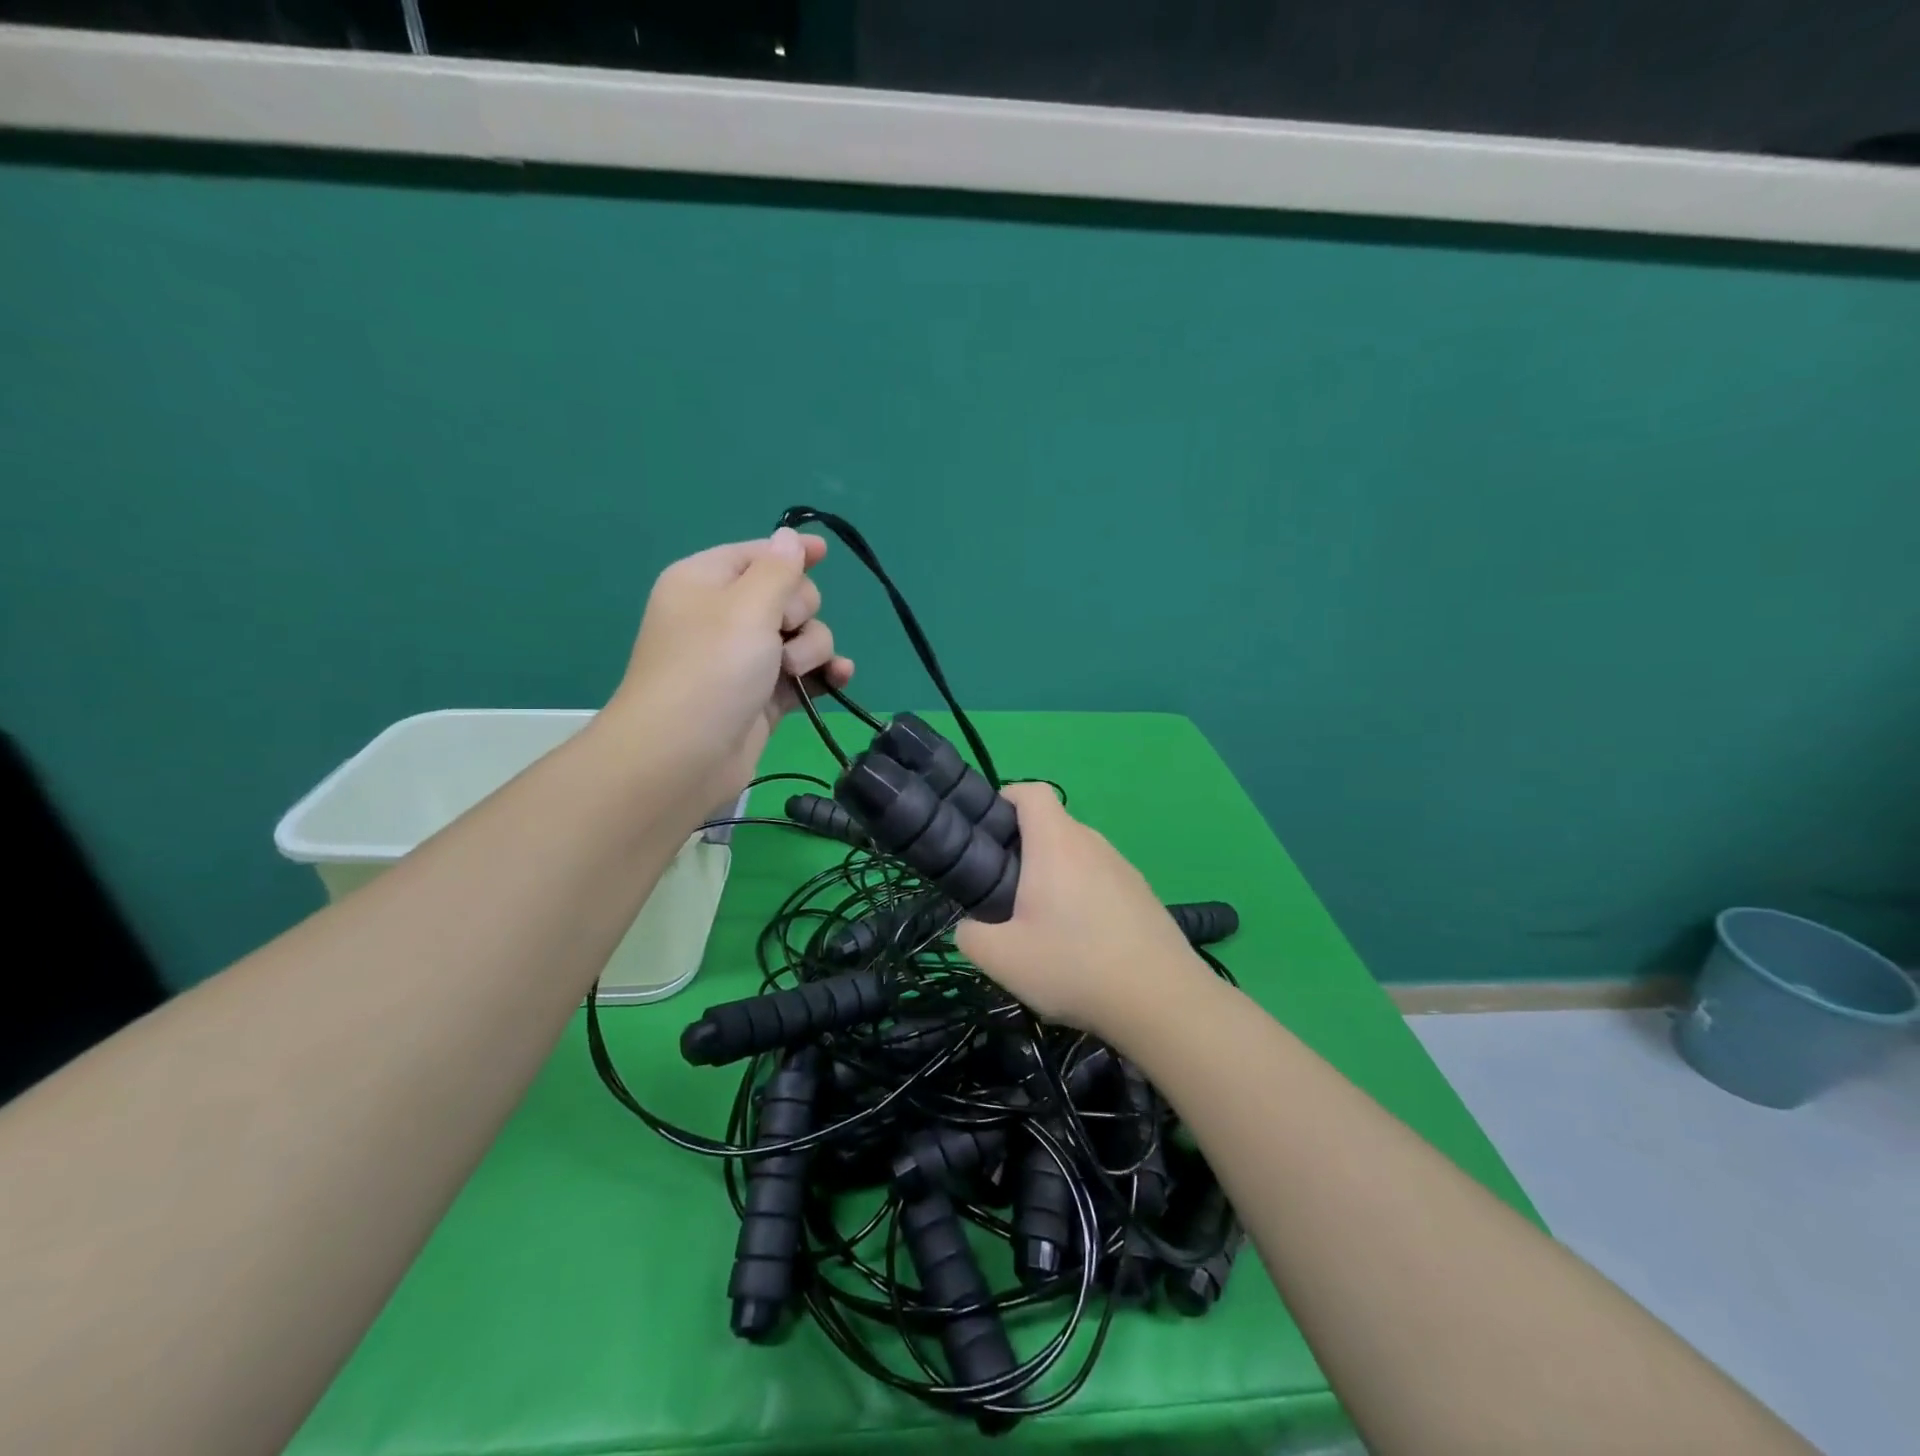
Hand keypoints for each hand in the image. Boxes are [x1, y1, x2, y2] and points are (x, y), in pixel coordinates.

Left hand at [611, 527, 853, 810]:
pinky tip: (839, 678)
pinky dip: (823, 674)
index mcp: (706, 582)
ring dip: (812, 649)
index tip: (823, 553)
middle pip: (788, 594)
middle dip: (799, 611)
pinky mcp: (764, 695)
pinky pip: (806, 673)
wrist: (683, 756)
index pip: (758, 554)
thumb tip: (789, 536)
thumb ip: (778, 570)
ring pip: (803, 635)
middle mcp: (724, 616)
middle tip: (783, 632)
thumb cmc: (711, 669)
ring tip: (794, 672)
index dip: (791, 553)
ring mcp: (746, 659)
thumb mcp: (746, 607)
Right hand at [955, 784, 1210, 1037]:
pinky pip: (1101, 879)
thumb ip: (970, 936)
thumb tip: (969, 927)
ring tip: (1043, 924)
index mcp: (1056, 843)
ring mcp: (1123, 867)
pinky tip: (1083, 942)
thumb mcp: (1002, 958)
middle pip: (1052, 825)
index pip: (1031, 791)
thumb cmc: (1074, 965)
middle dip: (1024, 848)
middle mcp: (1092, 843)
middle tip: (1005, 892)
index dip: (1006, 798)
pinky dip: (1084, 895)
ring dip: (1055, 875)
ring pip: (1078, 855)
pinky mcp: (1142, 894)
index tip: (988, 831)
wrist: (1162, 1000)